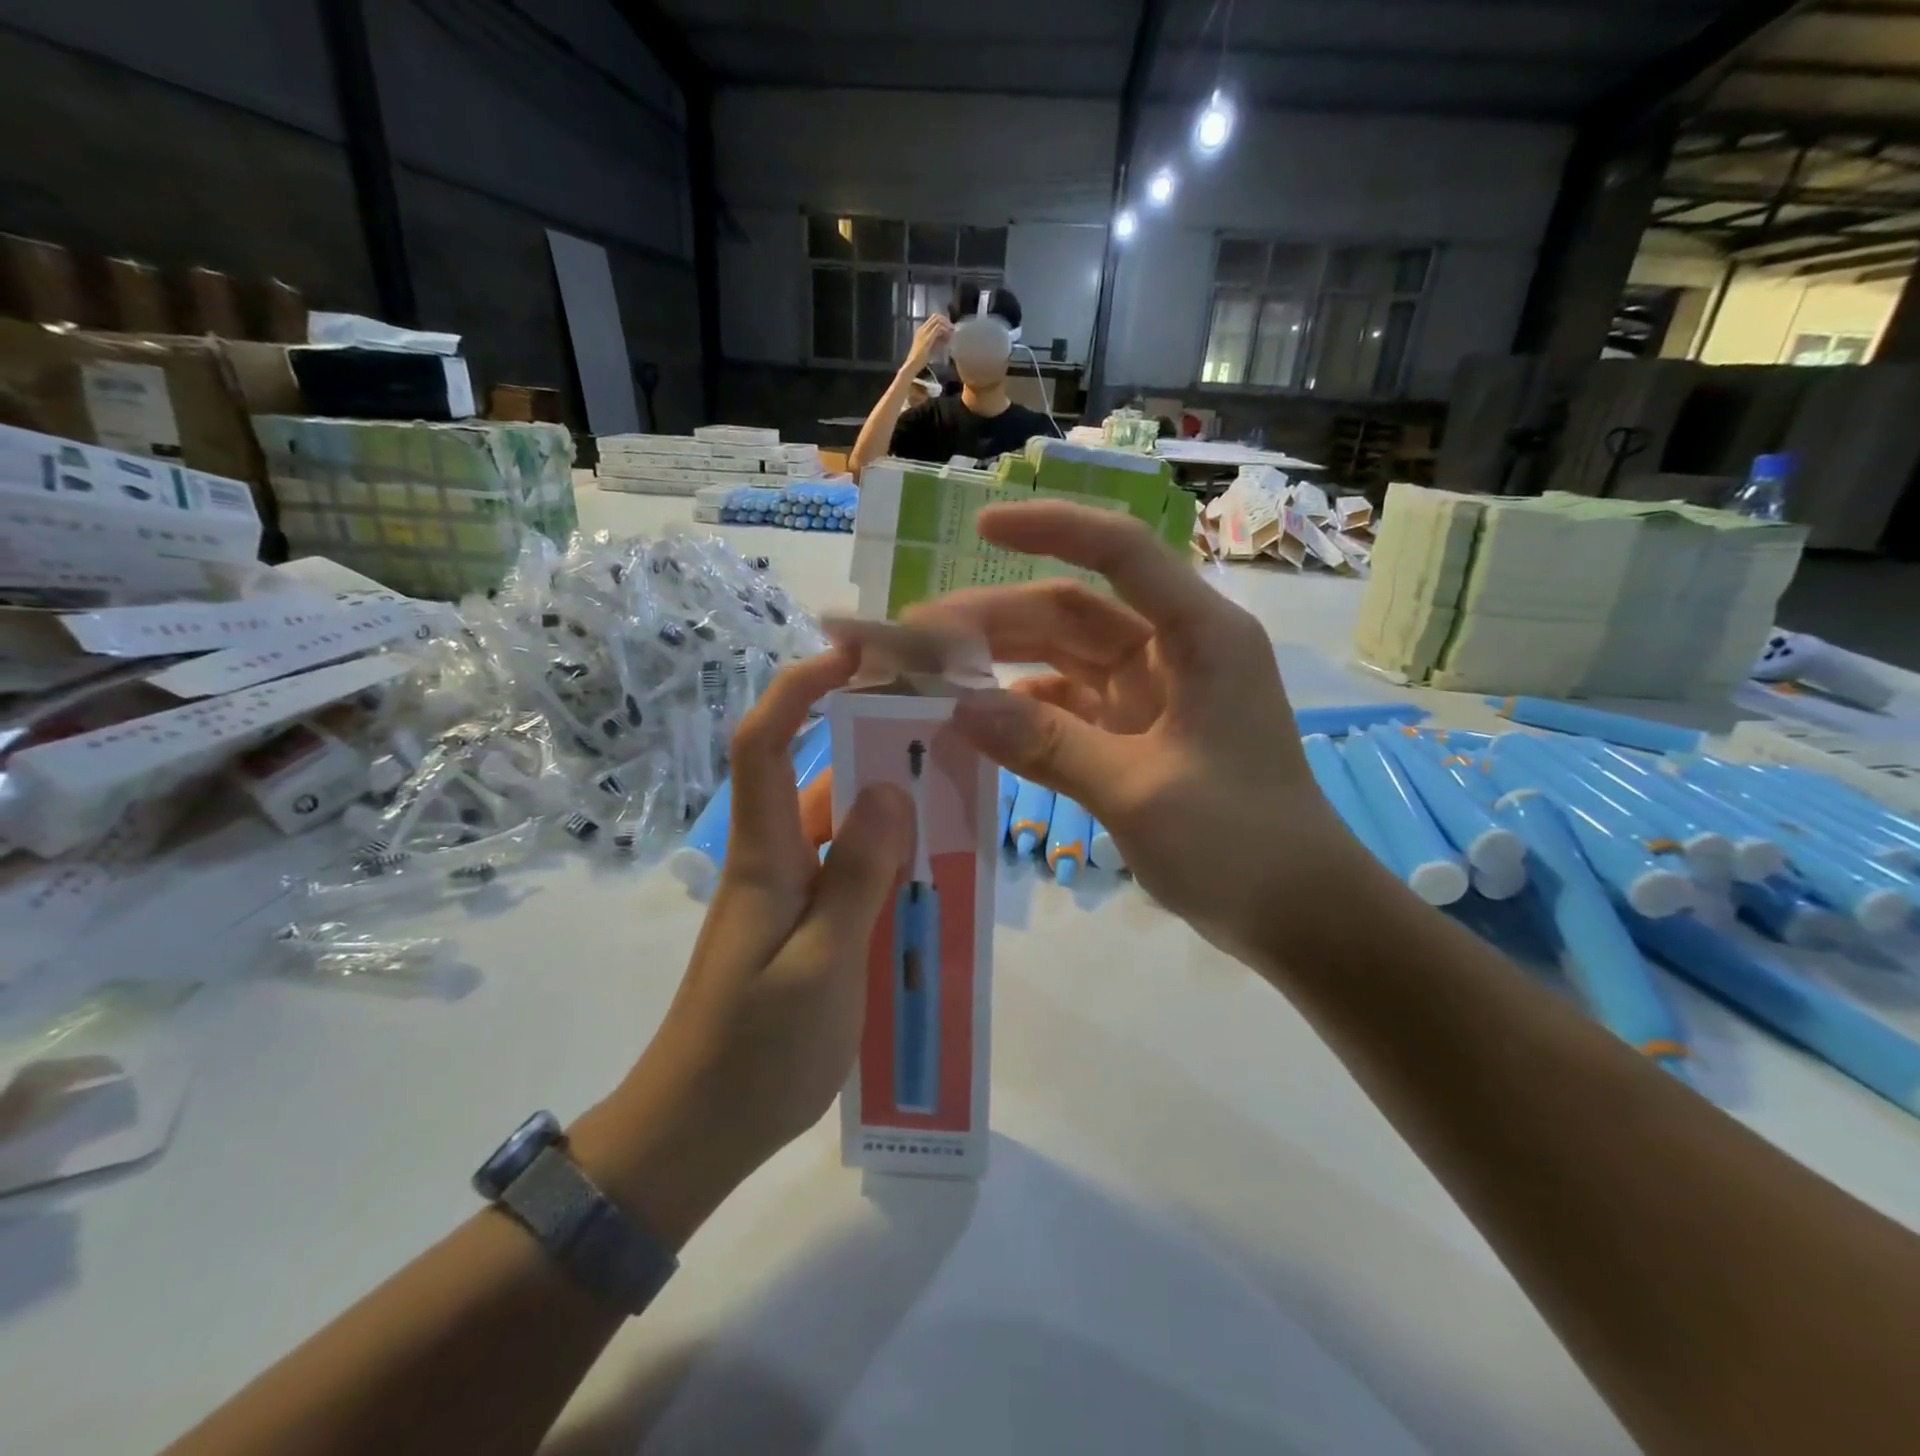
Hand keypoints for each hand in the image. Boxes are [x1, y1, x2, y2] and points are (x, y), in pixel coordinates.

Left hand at [571, 651, 910, 1246]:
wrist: (694, 1133)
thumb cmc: (754, 1053)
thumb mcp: (822, 966)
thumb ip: (858, 877)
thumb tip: (890, 790)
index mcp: (765, 856)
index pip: (767, 744)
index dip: (800, 689)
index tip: (852, 655)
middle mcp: (774, 861)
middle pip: (817, 778)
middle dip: (873, 745)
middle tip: (946, 735)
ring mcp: (786, 896)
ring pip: (841, 829)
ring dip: (889, 810)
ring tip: (957, 801)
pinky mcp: (800, 928)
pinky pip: (848, 874)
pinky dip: (887, 862)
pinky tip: (931, 877)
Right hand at [902, 313, 952, 374]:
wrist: (912, 364)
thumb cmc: (920, 359)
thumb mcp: (930, 346)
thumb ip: (936, 340)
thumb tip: (946, 336)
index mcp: (921, 329)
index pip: (934, 318)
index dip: (943, 321)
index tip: (949, 328)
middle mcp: (922, 328)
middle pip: (936, 316)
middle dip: (946, 321)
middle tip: (952, 329)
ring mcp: (924, 332)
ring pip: (938, 320)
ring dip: (946, 325)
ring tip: (951, 334)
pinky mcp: (928, 337)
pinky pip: (939, 328)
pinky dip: (945, 331)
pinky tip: (948, 338)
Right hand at [908, 502, 1360, 963]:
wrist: (1298, 912)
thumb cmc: (1240, 842)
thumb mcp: (1137, 790)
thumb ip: (1048, 746)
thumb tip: (959, 710)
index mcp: (1200, 635)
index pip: (1120, 553)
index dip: (1051, 528)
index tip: (981, 526)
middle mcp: (1175, 651)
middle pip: (1074, 613)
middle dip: (998, 619)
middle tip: (921, 638)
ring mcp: (1154, 695)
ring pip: (1065, 660)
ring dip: (1005, 665)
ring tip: (934, 677)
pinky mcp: (1138, 735)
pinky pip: (1070, 709)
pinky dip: (1027, 714)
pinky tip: (980, 726)